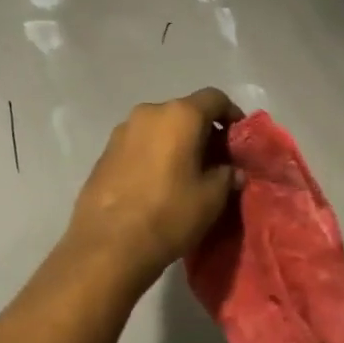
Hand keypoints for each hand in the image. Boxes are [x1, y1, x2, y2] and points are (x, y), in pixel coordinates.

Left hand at [59, 88, 242, 293]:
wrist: (108, 244)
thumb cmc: (168, 214)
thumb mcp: (211, 198)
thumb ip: (226, 176)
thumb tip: (231, 170)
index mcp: (179, 115)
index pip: (214, 98)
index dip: (231, 114)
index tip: (239, 137)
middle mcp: (149, 112)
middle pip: (184, 111)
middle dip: (202, 131)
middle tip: (216, 159)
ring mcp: (122, 130)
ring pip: (159, 127)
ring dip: (175, 142)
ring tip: (186, 173)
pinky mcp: (105, 151)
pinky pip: (139, 143)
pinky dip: (153, 153)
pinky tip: (157, 182)